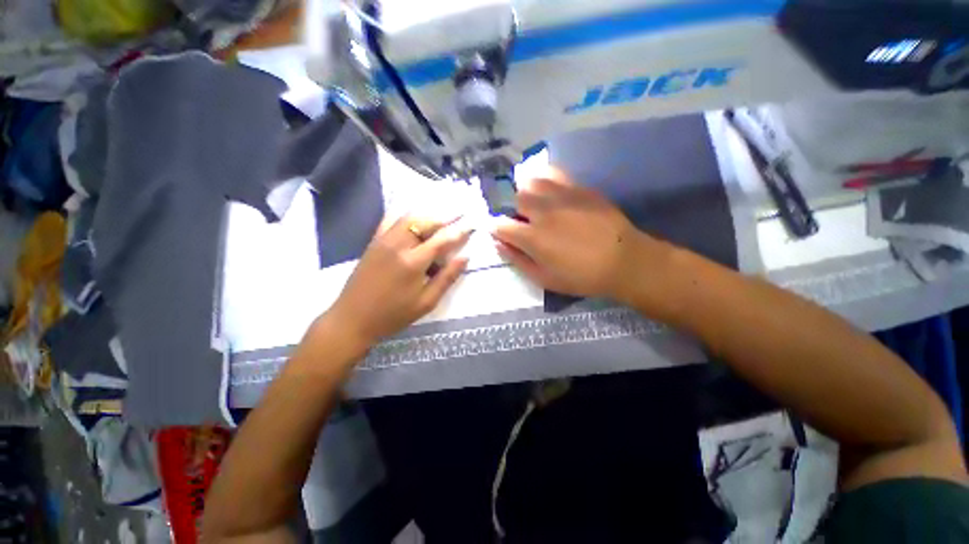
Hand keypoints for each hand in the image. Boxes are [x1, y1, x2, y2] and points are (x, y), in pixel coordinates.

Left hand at [325, 215, 471, 348]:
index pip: (443, 239)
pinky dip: (406, 215)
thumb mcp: (426, 302)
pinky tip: (414, 216)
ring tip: (442, 214)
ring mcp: (383, 240)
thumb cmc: (393, 315)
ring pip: (409, 217)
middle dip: (446, 216)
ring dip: (428, 214)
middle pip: (426, 221)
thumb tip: (465, 257)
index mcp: (413, 262)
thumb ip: (447, 278)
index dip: (460, 230)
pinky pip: (391, 220)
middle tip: (461, 213)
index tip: (472, 223)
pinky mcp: (373, 242)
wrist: (352, 319)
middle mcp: (398, 244)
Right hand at [490, 167, 651, 300]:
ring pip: (532, 181)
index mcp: (532, 238)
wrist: (623, 261)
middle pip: (515, 198)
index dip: (495, 227)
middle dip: (513, 209)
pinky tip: (548, 187)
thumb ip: (518, 260)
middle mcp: (542, 212)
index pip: (500, 225)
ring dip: (527, 190)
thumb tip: (498, 244)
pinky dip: (545, 178)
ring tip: (533, 201)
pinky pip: (555, 174)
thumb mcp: (544, 279)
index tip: (498, 231)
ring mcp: (561, 197)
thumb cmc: (581, 276)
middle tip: (522, 219)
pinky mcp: (579, 188)